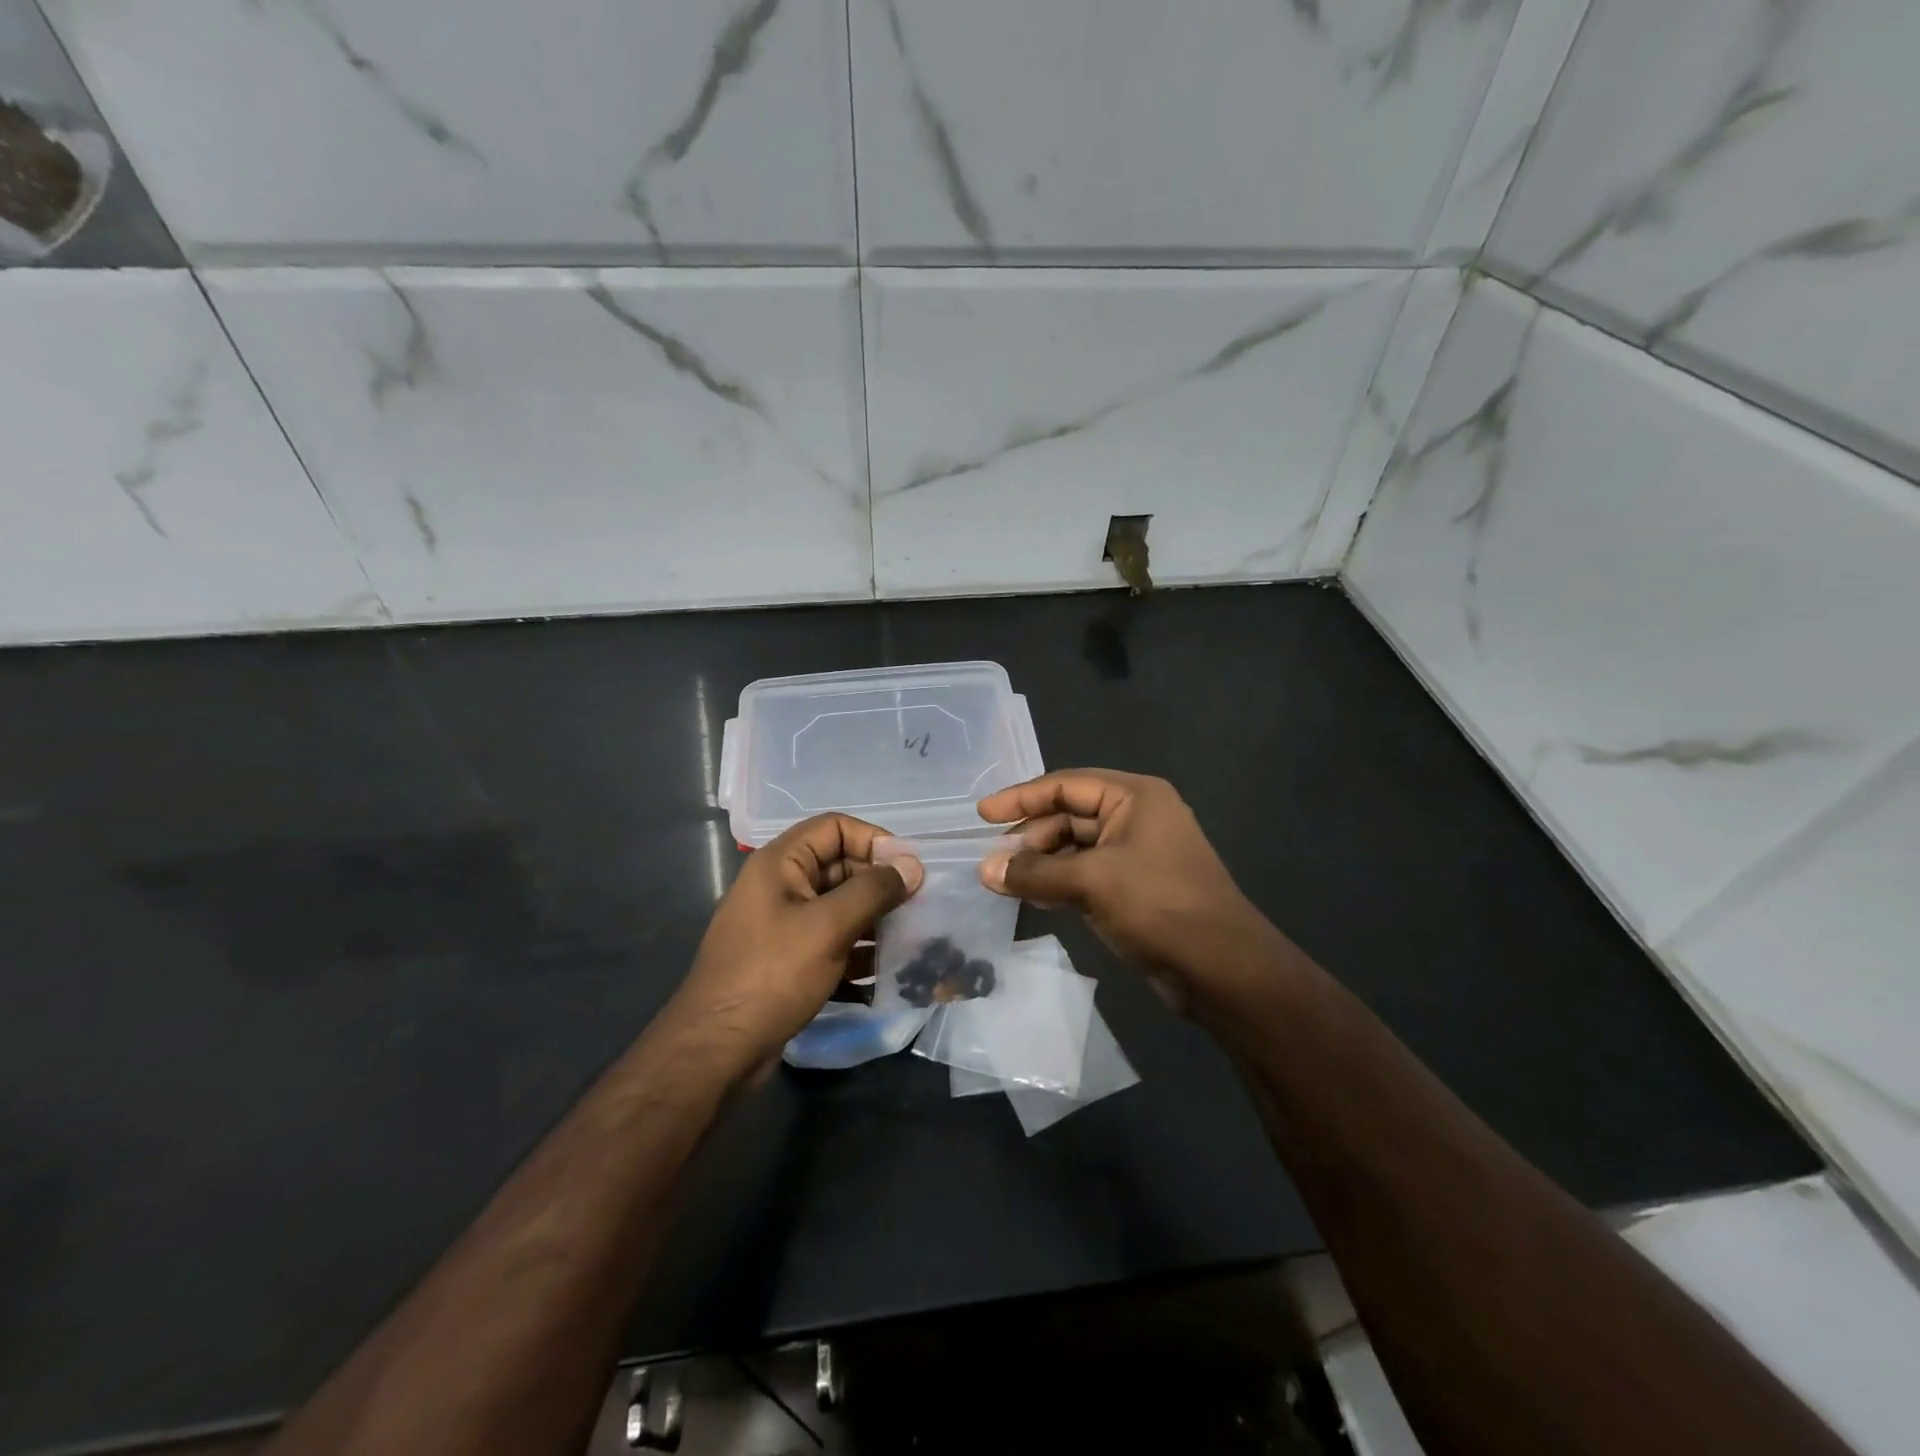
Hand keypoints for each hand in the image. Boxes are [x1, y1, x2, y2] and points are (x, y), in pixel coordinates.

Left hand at [671, 813, 921, 1073]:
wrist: (717, 1050)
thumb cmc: (772, 975)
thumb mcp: (828, 926)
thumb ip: (873, 891)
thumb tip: (912, 866)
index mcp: (781, 863)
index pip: (835, 827)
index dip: (874, 840)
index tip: (909, 869)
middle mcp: (781, 886)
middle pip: (841, 868)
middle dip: (881, 886)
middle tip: (920, 908)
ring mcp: (784, 926)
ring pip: (841, 909)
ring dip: (876, 922)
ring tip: (914, 941)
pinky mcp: (789, 962)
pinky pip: (833, 944)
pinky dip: (859, 955)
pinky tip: (889, 976)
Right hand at [976, 769, 1277, 1011]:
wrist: (1222, 968)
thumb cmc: (1158, 906)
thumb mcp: (1091, 882)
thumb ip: (1034, 873)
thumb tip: (985, 870)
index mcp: (1134, 796)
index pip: (1065, 785)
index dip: (1021, 798)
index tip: (982, 815)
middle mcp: (1137, 816)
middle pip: (1070, 815)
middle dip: (1031, 836)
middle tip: (993, 859)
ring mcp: (1139, 853)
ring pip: (1077, 847)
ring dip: (1042, 862)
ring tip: (1004, 880)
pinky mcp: (1137, 887)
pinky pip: (1088, 873)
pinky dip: (1060, 881)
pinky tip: (1034, 897)